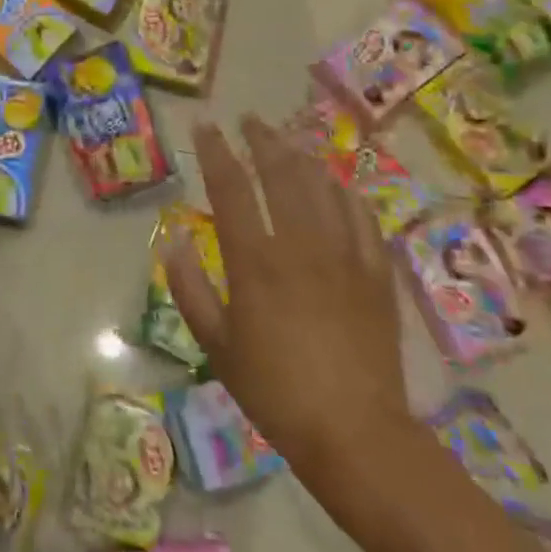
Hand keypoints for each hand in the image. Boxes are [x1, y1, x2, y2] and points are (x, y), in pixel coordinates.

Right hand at [162, 115, 410, 472]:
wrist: (355, 432)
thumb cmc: (272, 389)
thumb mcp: (214, 343)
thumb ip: (189, 287)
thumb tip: (173, 239)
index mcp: (255, 261)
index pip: (231, 189)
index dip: (216, 152)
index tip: (205, 126)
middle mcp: (301, 246)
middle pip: (282, 175)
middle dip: (262, 140)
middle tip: (248, 119)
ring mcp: (345, 257)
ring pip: (324, 188)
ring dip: (302, 157)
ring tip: (287, 139)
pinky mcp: (376, 275)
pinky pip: (362, 219)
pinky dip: (346, 194)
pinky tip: (337, 183)